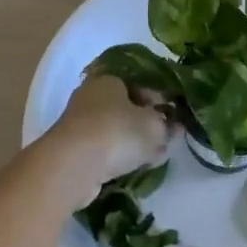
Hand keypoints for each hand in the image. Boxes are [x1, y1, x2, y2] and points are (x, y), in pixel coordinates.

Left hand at [43, 76, 173, 205]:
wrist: (74, 165)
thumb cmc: (117, 132)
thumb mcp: (153, 126)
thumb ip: (167, 125)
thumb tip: (173, 126)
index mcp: (109, 79)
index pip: (138, 83)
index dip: (157, 99)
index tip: (171, 115)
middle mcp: (90, 96)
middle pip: (124, 107)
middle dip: (145, 122)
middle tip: (164, 136)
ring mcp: (79, 123)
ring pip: (114, 129)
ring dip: (133, 141)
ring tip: (154, 155)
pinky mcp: (73, 150)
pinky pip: (103, 149)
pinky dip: (118, 156)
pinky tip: (135, 166)